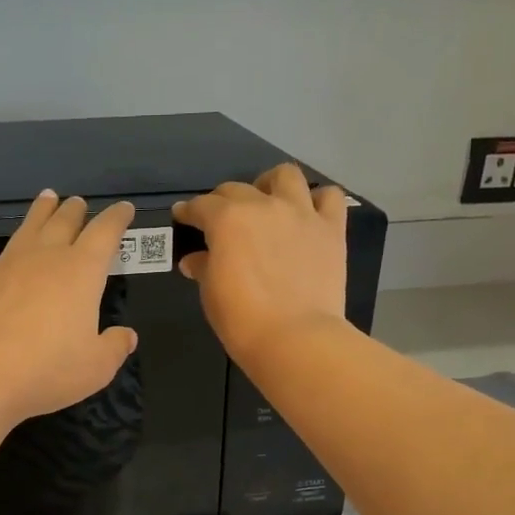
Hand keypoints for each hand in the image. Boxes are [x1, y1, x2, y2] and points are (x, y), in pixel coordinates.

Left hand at [0, 191, 138, 424]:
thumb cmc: (46, 371)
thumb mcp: (96, 368)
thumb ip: (115, 347)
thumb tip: (126, 336)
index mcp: (80, 272)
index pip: (105, 234)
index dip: (117, 219)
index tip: (124, 209)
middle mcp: (44, 258)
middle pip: (63, 223)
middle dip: (75, 211)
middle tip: (79, 203)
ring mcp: (5, 265)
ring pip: (27, 228)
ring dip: (39, 212)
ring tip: (47, 198)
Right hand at [172, 162, 349, 367]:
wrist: (295, 338)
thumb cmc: (242, 320)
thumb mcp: (212, 294)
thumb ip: (204, 268)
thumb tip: (195, 260)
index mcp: (227, 220)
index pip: (201, 206)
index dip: (189, 211)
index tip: (183, 216)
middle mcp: (263, 206)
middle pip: (237, 189)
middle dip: (223, 201)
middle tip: (221, 221)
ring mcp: (301, 213)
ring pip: (285, 176)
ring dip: (271, 185)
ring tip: (267, 203)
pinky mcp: (331, 229)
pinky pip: (329, 197)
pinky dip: (317, 201)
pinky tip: (308, 216)